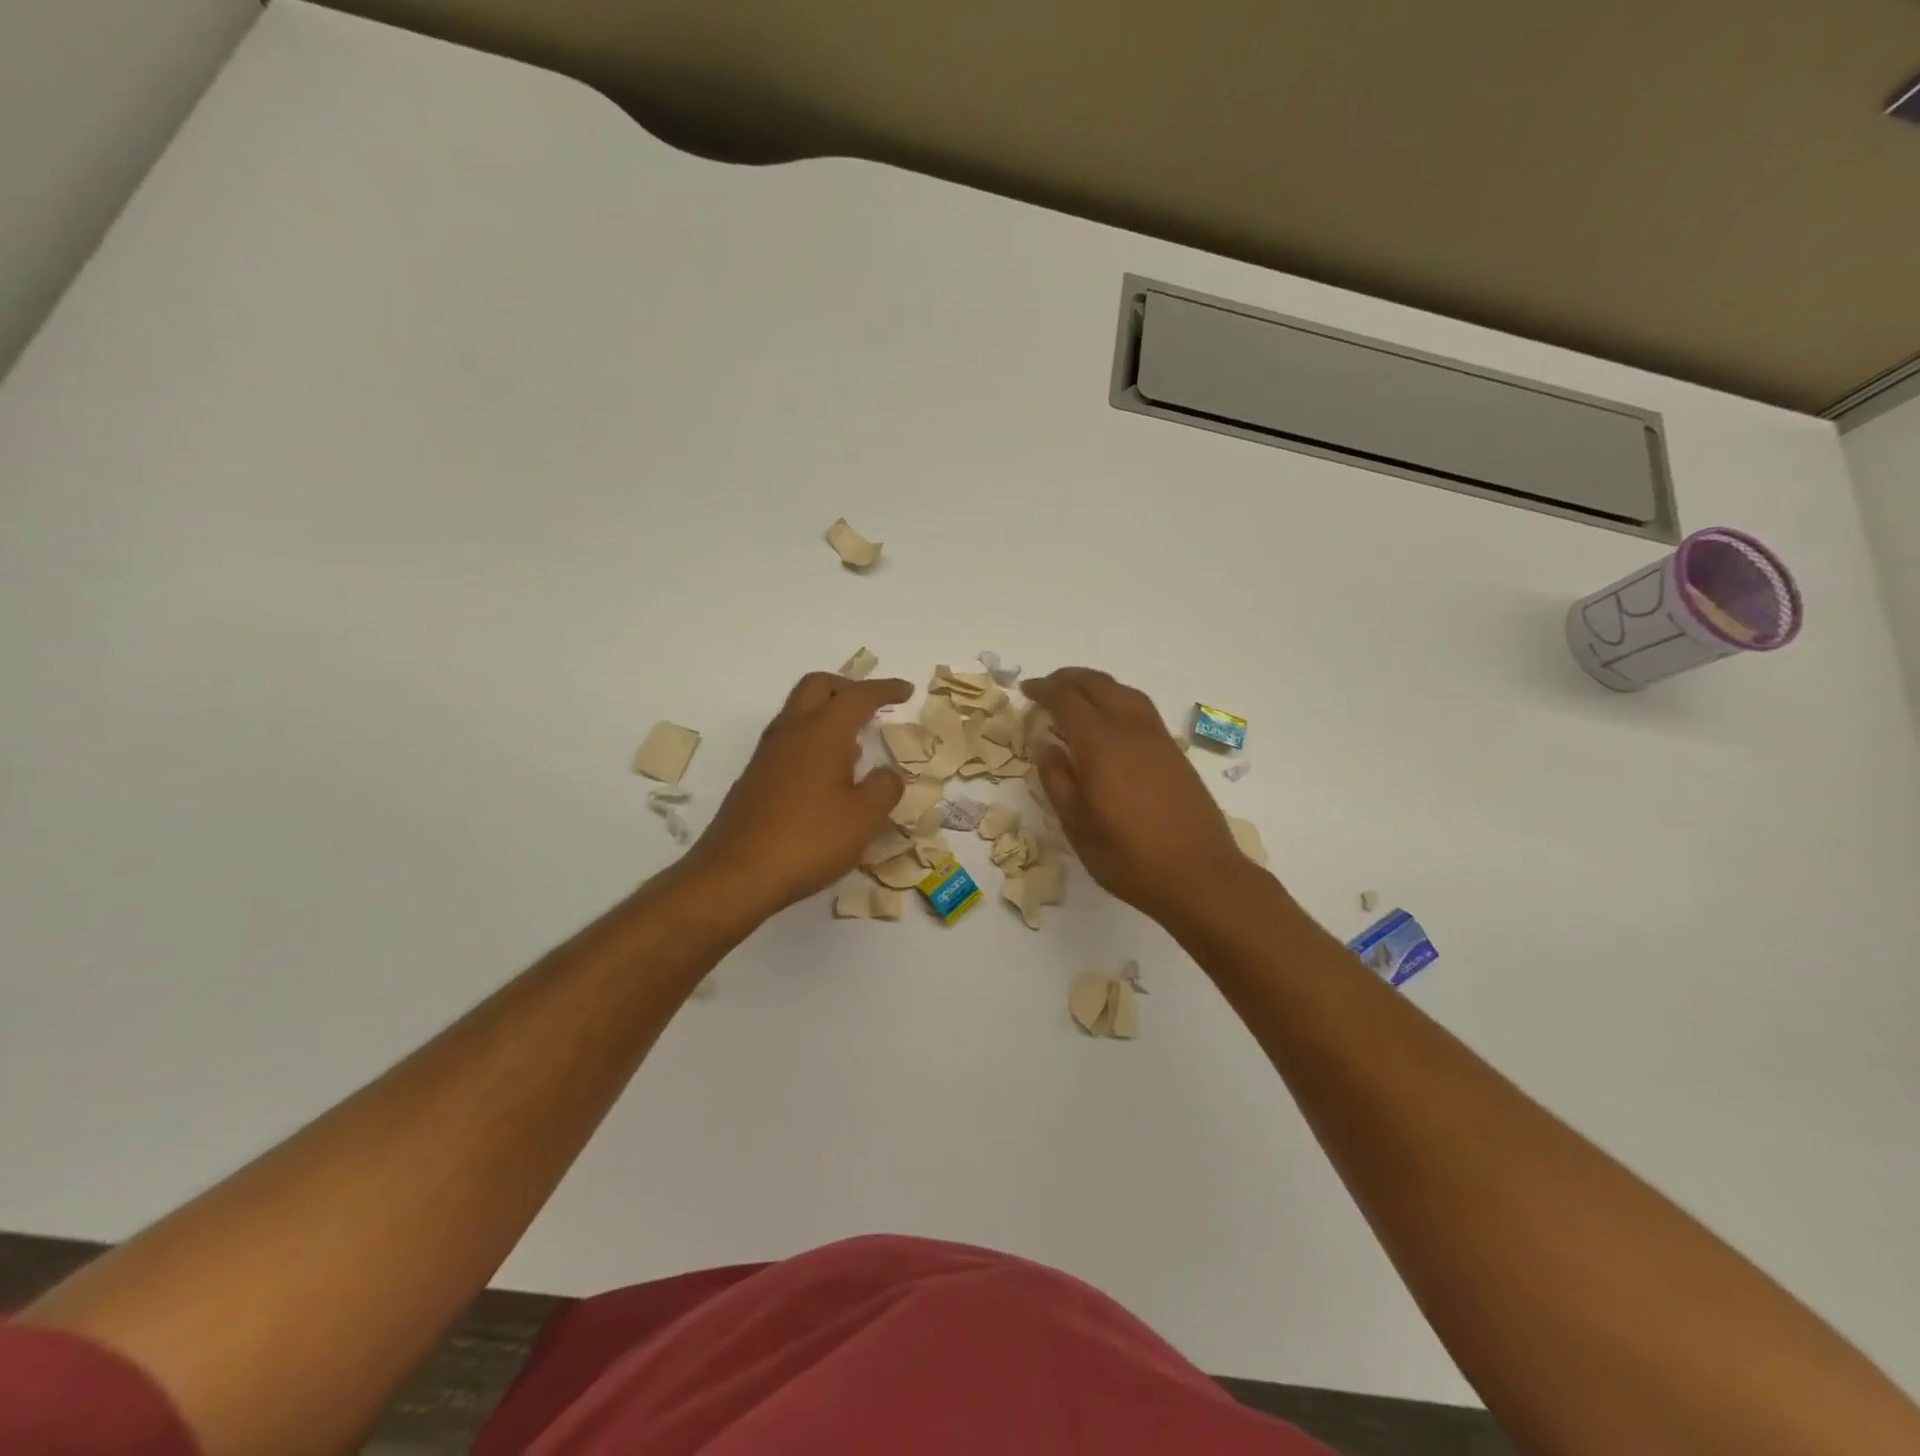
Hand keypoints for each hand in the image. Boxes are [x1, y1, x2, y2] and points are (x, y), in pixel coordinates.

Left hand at [684, 672, 910, 918]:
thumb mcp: (864, 818)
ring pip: (798, 712)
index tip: (906, 690)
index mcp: (822, 732)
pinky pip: (789, 740)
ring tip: (855, 741)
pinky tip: (827, 774)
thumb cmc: (809, 840)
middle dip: (848, 687)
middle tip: (872, 704)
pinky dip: (813, 739)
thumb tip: (888, 774)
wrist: (736, 874)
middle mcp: (791, 732)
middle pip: (818, 686)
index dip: (885, 690)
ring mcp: (767, 754)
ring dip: (827, 713)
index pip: (858, 696)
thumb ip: (884, 788)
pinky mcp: (755, 777)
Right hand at [1023, 667, 1258, 927]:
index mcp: (1101, 745)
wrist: (1199, 875)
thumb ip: (1057, 779)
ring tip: (1076, 694)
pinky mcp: (1174, 752)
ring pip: (1124, 691)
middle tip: (1046, 686)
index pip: (1068, 700)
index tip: (1026, 690)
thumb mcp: (1077, 825)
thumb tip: (1044, 744)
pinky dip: (1117, 698)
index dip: (1044, 690)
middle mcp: (1131, 730)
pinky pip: (1140, 708)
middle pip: (1098, 685)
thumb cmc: (1128, 857)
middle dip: (1068, 679)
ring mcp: (1158, 739)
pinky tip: (1110, 719)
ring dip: (1096, 684)